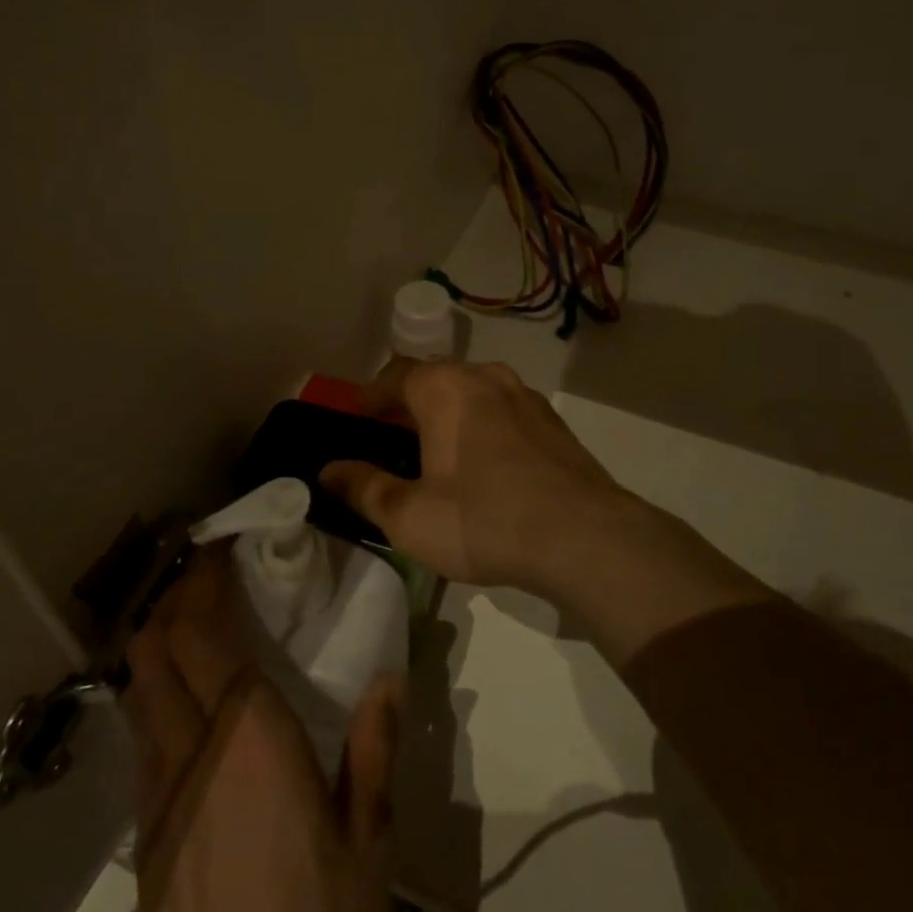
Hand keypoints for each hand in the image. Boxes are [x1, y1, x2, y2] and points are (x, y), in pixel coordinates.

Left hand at [123, 546, 400, 911]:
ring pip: (137, 690)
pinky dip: (154, 693)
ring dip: (157, 642)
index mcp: (249, 740)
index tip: (221, 548)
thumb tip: (388, 677)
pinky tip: (186, 702)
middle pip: (154, 651)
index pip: (204, 635)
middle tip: (206, 575)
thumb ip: (374, 748)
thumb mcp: (370, 839)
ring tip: (191, 623)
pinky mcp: (142, 834)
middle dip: (173, 598)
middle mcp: (190, 752)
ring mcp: (155, 795)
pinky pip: (140, 736)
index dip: (203, 582)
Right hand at [320, 358, 633, 591]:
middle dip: (409, 403)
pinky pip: (503, 411)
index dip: (371, 395)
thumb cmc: (484, 520)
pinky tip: (484, 465)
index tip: (358, 417)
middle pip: (435, 378)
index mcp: (445, 388)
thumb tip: (328, 471)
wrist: (584, 537)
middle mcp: (485, 377)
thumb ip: (364, 488)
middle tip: (392, 437)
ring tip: (436, 451)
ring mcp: (525, 396)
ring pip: (473, 392)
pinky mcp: (553, 422)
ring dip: (448, 413)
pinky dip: (482, 425)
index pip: (395, 374)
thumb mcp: (409, 516)